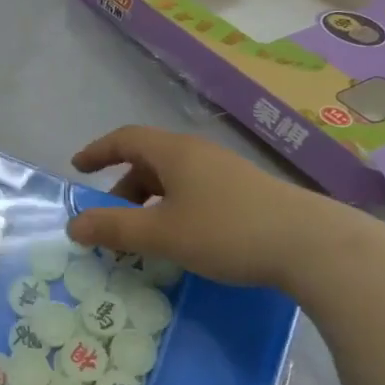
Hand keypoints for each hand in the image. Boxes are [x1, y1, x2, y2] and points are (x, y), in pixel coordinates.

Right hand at [67, 126, 347, 290]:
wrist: (311, 245)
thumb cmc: (226, 231)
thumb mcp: (161, 234)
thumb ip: (114, 228)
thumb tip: (74, 225)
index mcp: (174, 153)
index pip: (125, 139)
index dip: (98, 151)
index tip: (78, 168)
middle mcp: (198, 154)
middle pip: (149, 161)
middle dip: (123, 188)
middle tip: (111, 220)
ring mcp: (225, 172)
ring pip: (173, 180)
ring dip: (150, 202)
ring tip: (145, 236)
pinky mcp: (246, 193)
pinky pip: (195, 192)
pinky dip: (174, 209)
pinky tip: (183, 239)